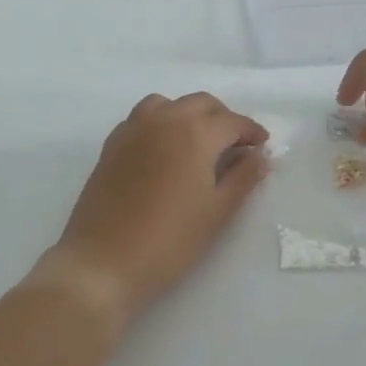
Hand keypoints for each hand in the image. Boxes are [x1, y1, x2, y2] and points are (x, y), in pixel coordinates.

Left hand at [37, 92, 269, 327]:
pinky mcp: (111, 145)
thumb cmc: (169, 240)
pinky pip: (142, 118)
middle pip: (201, 104)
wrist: (103, 261)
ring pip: (168, 104)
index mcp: (194, 133)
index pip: (232, 122)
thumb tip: (258, 155)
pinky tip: (165, 151)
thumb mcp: (217, 212)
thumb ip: (242, 178)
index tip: (263, 146)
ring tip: (199, 143)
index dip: (251, 132)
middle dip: (223, 119)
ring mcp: (133, 129)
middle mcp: (164, 120)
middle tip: (236, 146)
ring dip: (189, 114)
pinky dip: (161, 122)